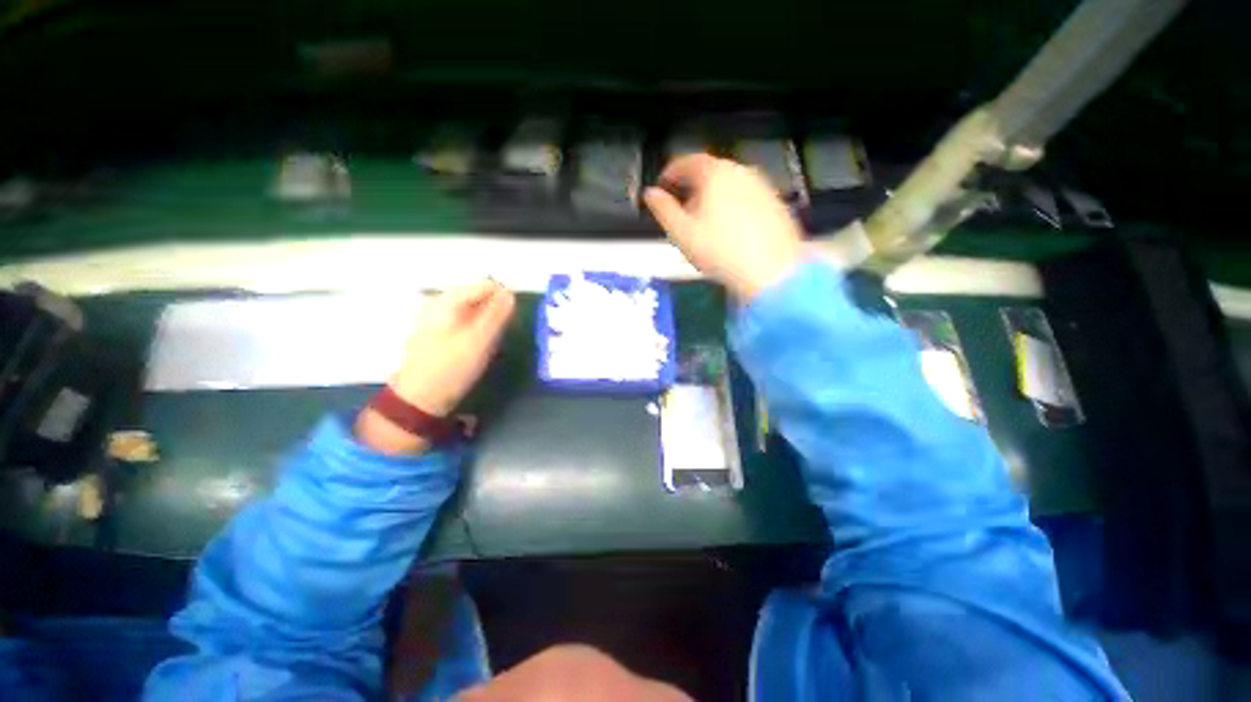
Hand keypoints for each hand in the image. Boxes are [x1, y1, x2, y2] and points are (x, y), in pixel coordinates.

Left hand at [393, 280, 515, 414]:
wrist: (419, 398)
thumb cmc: (451, 367)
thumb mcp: (479, 340)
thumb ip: (496, 314)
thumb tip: (510, 293)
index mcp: (448, 301)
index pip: (485, 285)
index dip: (505, 297)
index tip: (515, 318)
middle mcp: (440, 303)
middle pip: (478, 296)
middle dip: (496, 311)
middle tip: (503, 333)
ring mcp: (436, 318)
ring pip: (473, 310)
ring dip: (488, 322)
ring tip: (493, 342)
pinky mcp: (437, 333)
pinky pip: (465, 322)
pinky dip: (477, 330)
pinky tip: (479, 346)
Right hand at [644, 154, 803, 300]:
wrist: (772, 271)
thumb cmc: (720, 251)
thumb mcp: (682, 233)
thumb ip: (663, 210)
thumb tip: (650, 194)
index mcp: (715, 174)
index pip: (687, 161)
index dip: (670, 172)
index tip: (662, 186)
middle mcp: (741, 171)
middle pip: (710, 172)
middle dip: (691, 187)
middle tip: (680, 209)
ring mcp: (762, 186)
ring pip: (729, 185)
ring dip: (712, 197)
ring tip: (704, 223)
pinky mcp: (775, 204)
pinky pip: (746, 198)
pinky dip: (732, 206)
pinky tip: (729, 231)